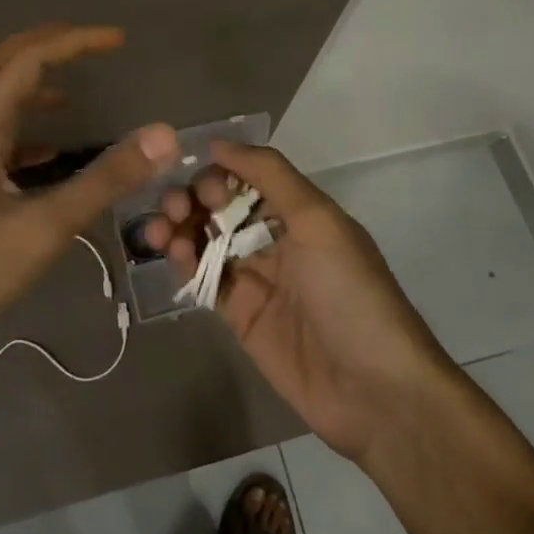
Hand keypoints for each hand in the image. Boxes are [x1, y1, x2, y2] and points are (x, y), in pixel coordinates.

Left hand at [0, 24, 178, 385]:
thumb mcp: (43, 227)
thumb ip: (103, 180)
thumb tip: (163, 135)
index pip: (28, 63)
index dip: (74, 43)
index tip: (119, 40)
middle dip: (39, 45)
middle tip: (82, 44)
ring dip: (28, 86)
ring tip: (70, 94)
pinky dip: (26, 136)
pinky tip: (49, 157)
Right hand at [144, 142, 449, 464]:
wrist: (373, 390)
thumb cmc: (349, 292)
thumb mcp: (318, 220)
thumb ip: (269, 175)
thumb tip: (218, 143)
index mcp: (301, 212)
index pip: (249, 177)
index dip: (221, 172)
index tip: (197, 176)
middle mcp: (277, 239)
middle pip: (224, 207)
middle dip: (194, 198)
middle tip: (175, 206)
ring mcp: (256, 278)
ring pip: (207, 240)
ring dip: (181, 227)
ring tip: (159, 230)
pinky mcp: (239, 315)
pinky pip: (204, 278)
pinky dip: (184, 261)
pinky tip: (171, 254)